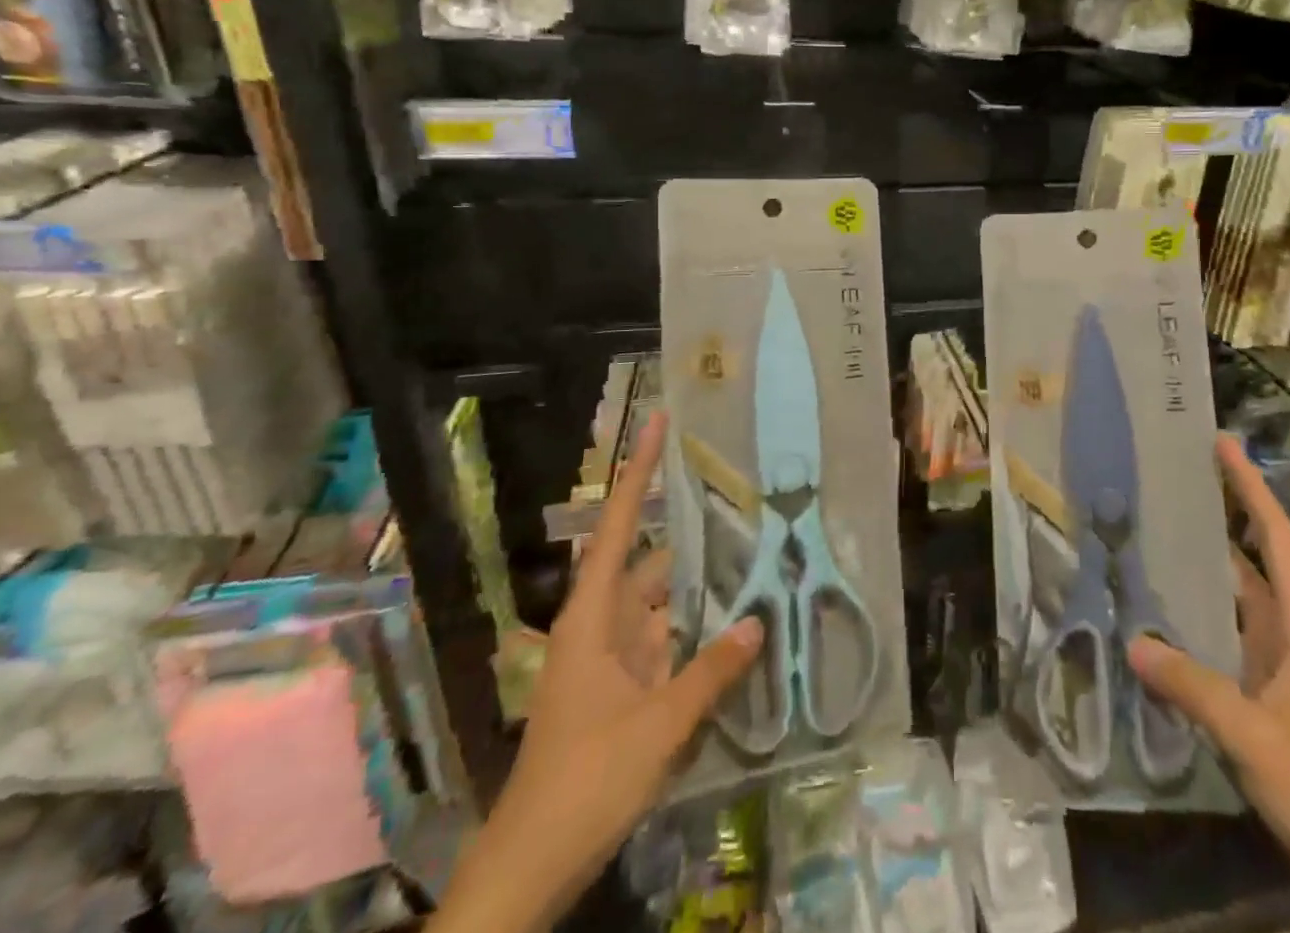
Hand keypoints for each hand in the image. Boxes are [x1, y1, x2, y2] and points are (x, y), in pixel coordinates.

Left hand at [432, 410, 762, 932]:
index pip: (620, 524)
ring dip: (701, 586)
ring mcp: (612, 659)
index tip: (656, 422)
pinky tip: (736, 624)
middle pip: (652, 560)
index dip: (638, 471)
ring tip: (753, 553)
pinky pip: (667, 642)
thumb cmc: (585, 780)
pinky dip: (697, 630)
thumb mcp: (658, 725)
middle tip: (743, 498)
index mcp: (594, 616)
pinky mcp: (624, 690)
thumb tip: (758, 622)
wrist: (531, 866)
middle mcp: (602, 625)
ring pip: (663, 604)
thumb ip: (711, 672)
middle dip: (693, 532)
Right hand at [1128, 436, 1289, 932]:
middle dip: (1222, 517)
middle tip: (1173, 481)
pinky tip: (1163, 615)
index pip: (1276, 541)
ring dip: (1205, 568)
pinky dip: (1198, 619)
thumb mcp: (1255, 739)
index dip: (1251, 489)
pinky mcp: (1268, 696)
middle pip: (1254, 561)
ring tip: (1156, 534)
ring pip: (1238, 601)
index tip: (1224, 445)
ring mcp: (1281, 667)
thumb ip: (1194, 688)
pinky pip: (1227, 640)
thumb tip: (1133, 642)